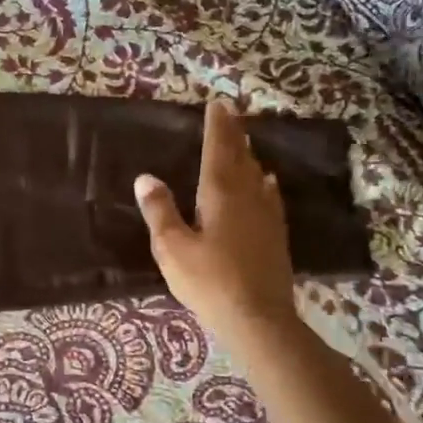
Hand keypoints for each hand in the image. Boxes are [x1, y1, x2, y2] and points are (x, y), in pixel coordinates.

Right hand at [134, 99, 297, 350]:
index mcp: (219, 194)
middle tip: (230, 113)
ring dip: (249, 155)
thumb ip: (160, 211)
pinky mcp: (275, 235)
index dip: (217, 127)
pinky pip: (269, 196)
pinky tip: (267, 183)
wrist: (258, 318)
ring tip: (244, 142)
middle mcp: (247, 196)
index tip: (217, 104)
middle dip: (234, 134)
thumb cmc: (209, 282)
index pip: (218, 150)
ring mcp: (266, 215)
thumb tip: (146, 177)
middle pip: (241, 157)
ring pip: (257, 175)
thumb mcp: (172, 248)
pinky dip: (264, 183)